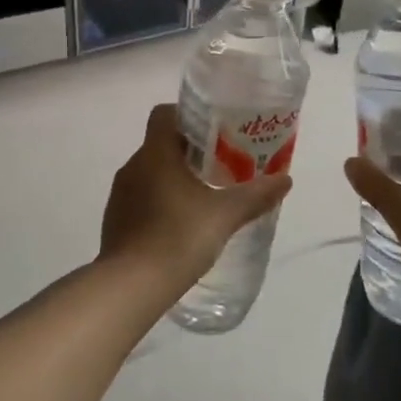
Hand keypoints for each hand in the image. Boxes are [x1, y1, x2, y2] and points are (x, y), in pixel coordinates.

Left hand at [100, 105, 292, 292]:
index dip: (188, 117)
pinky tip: (180, 224)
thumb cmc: (179, 237)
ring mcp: (120, 195)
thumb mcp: (225, 215)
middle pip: (161, 144)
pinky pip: (140, 198)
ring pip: (150, 173)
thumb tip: (285, 180)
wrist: (131, 285)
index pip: (164, 115)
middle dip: (189, 152)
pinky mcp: (115, 220)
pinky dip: (159, 202)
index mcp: (155, 154)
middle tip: (220, 166)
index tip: (214, 132)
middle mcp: (133, 166)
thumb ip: (255, 195)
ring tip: (204, 196)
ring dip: (173, 178)